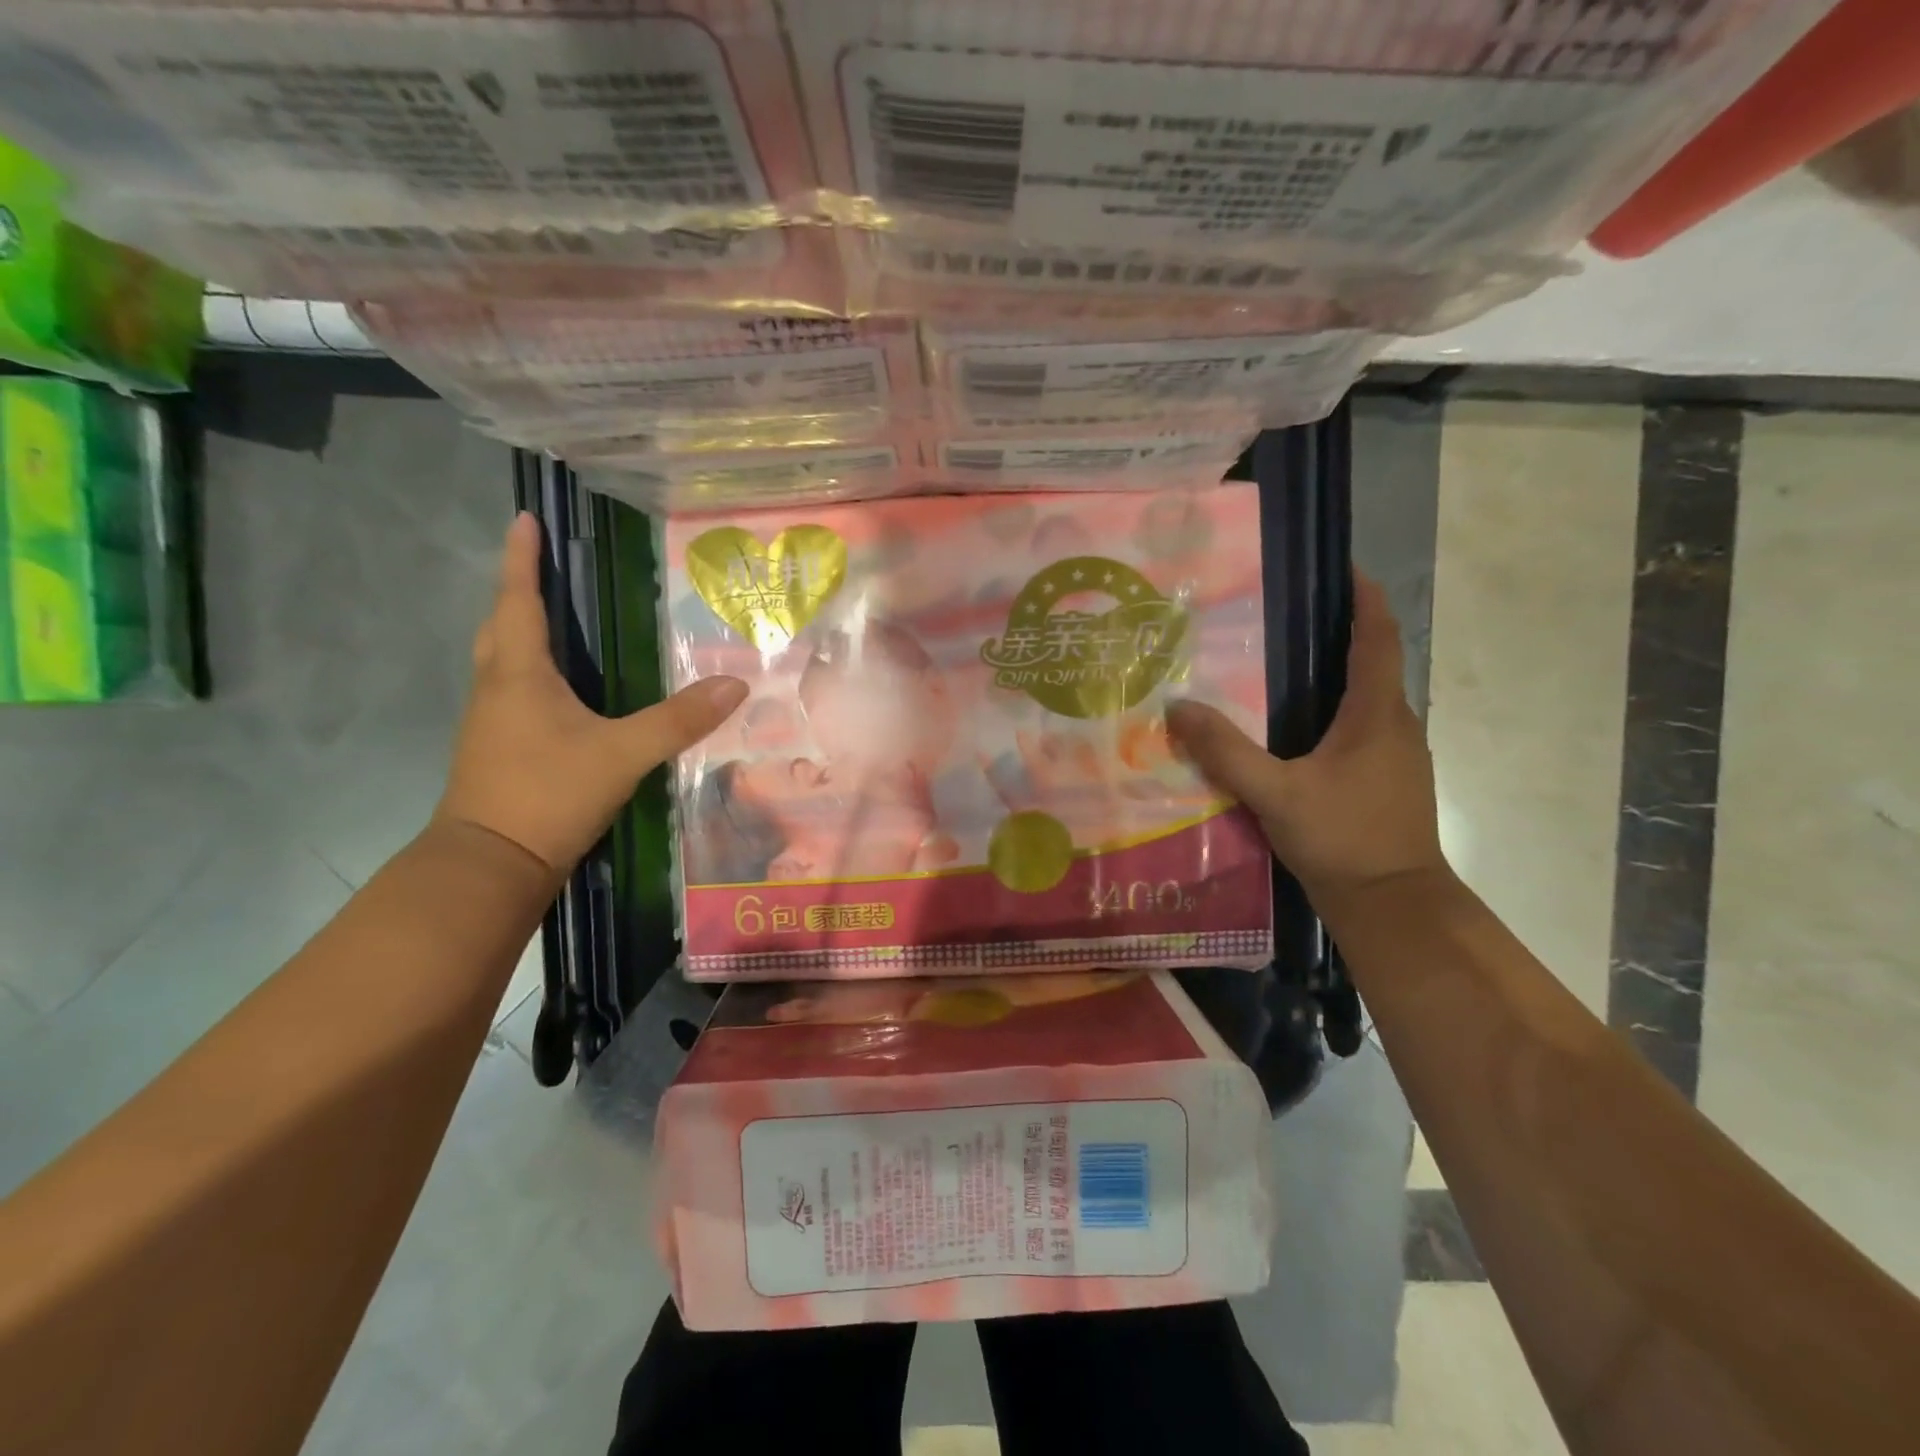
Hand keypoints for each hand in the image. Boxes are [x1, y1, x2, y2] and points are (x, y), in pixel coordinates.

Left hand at [436, 514, 746, 873]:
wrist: (490, 864)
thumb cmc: (548, 794)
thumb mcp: (623, 755)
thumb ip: (679, 720)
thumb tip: (736, 686)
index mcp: (520, 675)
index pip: (520, 601)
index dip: (522, 559)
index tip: (523, 517)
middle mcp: (497, 689)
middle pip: (501, 626)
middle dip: (519, 592)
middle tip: (544, 568)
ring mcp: (491, 722)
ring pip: (501, 660)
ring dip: (520, 631)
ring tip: (555, 619)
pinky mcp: (496, 749)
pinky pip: (511, 691)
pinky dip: (529, 672)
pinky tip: (560, 690)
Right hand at [1166, 574, 1447, 907]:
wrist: (1393, 906)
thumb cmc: (1343, 839)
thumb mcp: (1275, 794)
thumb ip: (1225, 751)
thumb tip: (1178, 707)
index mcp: (1377, 715)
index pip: (1379, 638)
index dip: (1366, 598)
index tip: (1344, 567)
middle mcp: (1396, 726)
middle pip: (1374, 664)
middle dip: (1340, 634)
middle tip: (1285, 619)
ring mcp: (1397, 758)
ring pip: (1367, 701)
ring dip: (1336, 677)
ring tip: (1282, 670)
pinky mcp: (1388, 783)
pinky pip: (1361, 731)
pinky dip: (1334, 715)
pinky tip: (1296, 734)